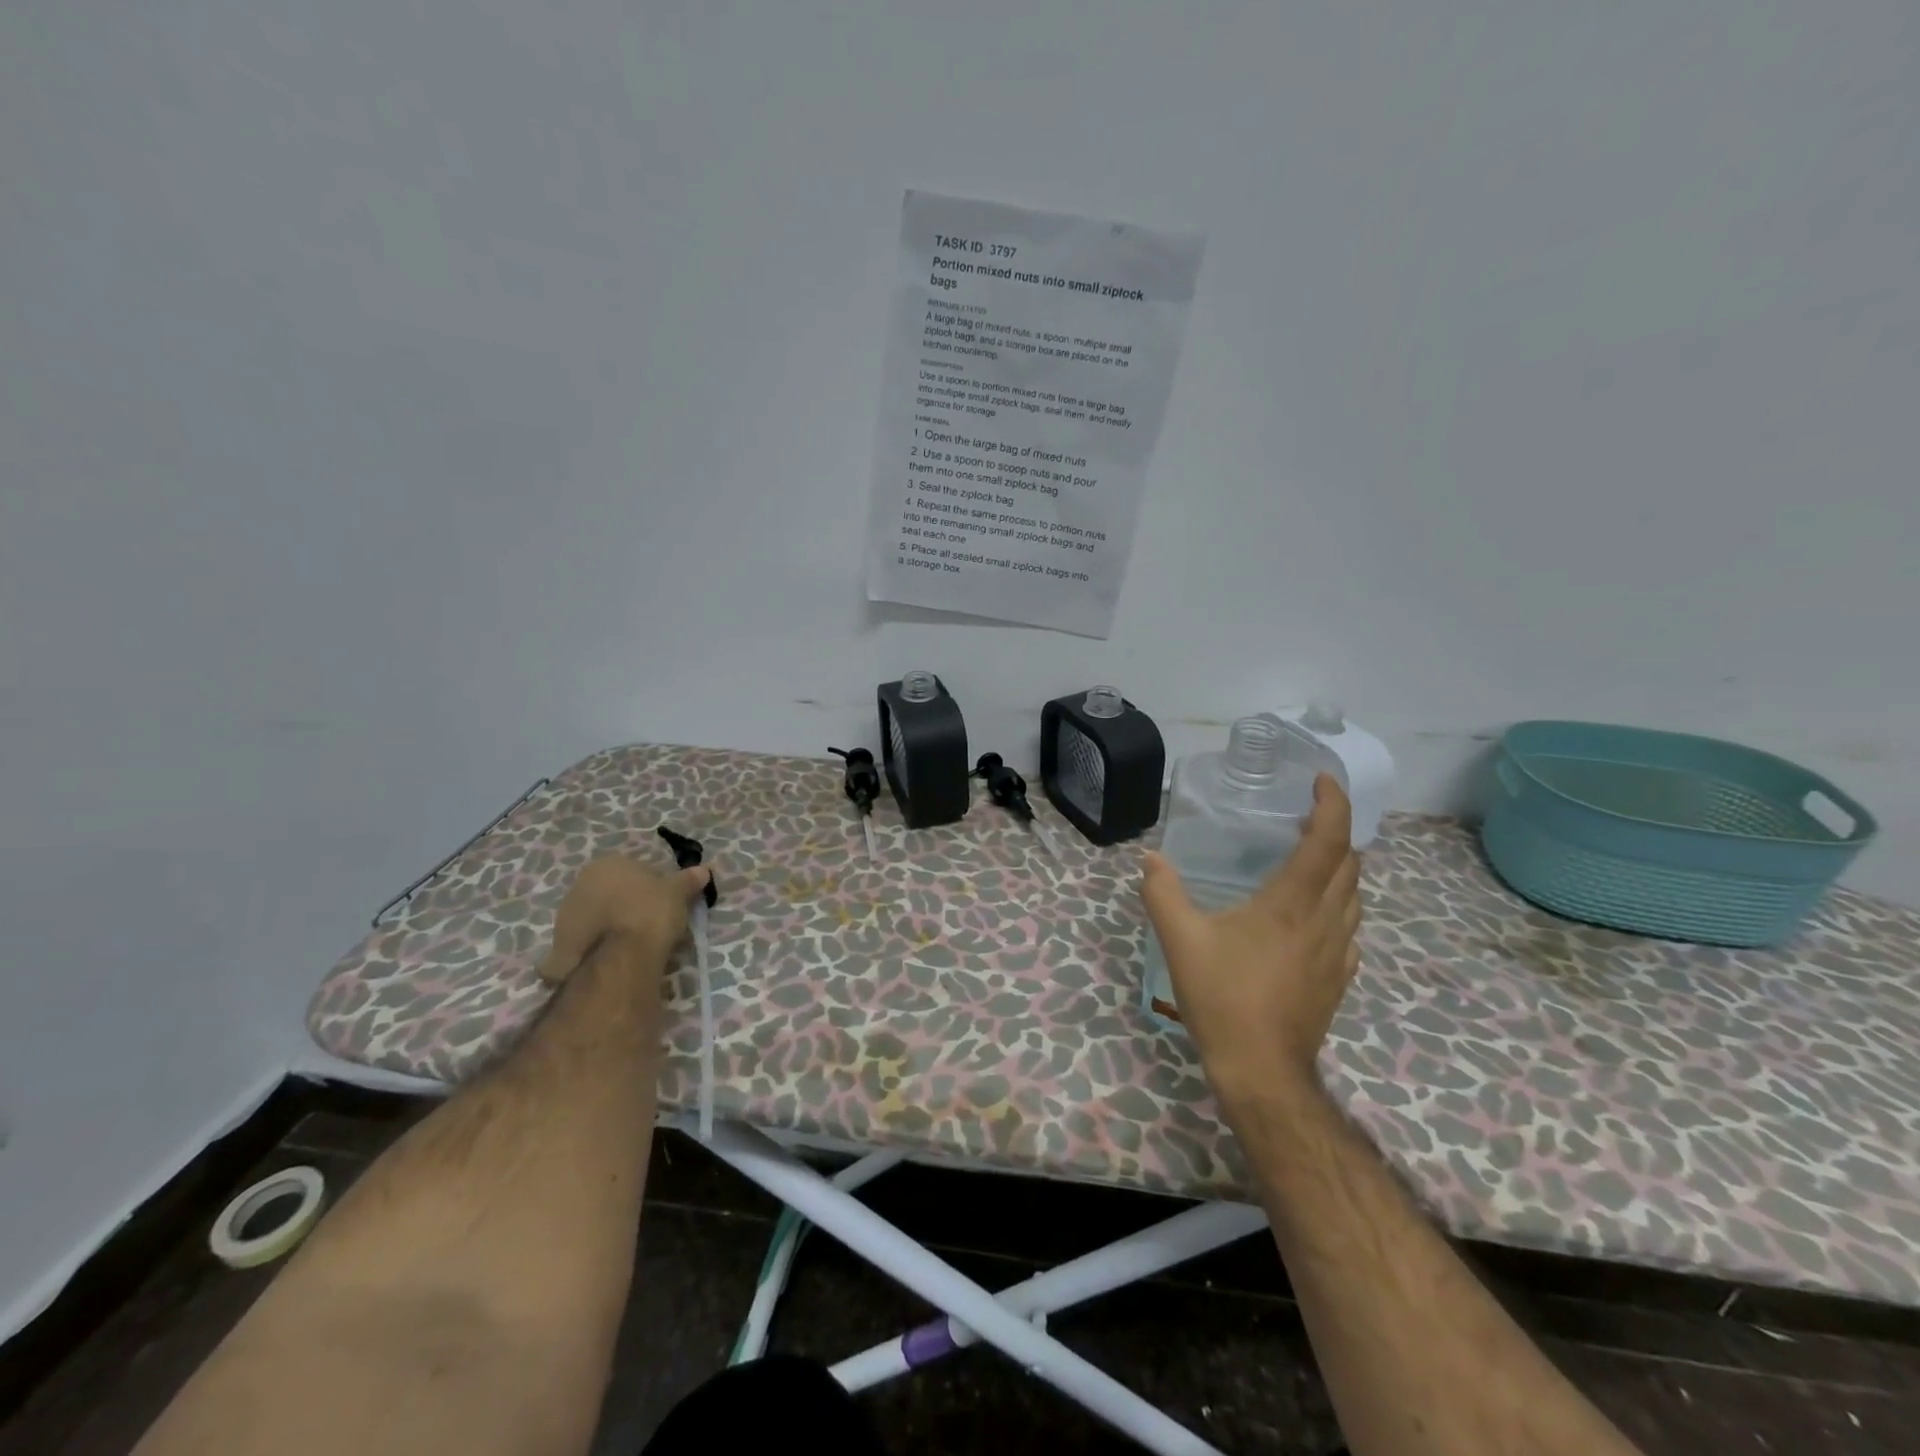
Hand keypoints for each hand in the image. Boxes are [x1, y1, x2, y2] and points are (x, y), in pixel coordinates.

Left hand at [537, 854, 713, 984]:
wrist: (619, 957)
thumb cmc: (650, 912)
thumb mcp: (678, 893)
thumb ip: (689, 880)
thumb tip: (705, 869)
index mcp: (606, 864)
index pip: (635, 871)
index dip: (654, 887)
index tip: (666, 904)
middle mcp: (579, 885)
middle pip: (613, 894)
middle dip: (629, 907)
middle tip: (653, 925)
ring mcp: (565, 917)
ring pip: (598, 919)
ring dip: (613, 928)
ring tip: (637, 948)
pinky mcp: (558, 947)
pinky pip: (586, 944)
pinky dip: (599, 950)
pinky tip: (616, 961)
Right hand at [1140, 773, 1362, 1113]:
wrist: (1262, 1071)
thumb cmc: (1223, 998)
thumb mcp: (1181, 940)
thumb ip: (1163, 893)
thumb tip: (1150, 858)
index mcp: (1291, 904)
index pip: (1329, 840)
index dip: (1333, 803)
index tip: (1322, 780)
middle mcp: (1324, 921)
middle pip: (1350, 864)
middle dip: (1337, 831)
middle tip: (1307, 817)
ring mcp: (1338, 953)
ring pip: (1355, 896)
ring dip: (1341, 868)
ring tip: (1312, 859)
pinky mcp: (1338, 978)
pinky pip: (1350, 928)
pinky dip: (1340, 906)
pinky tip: (1315, 916)